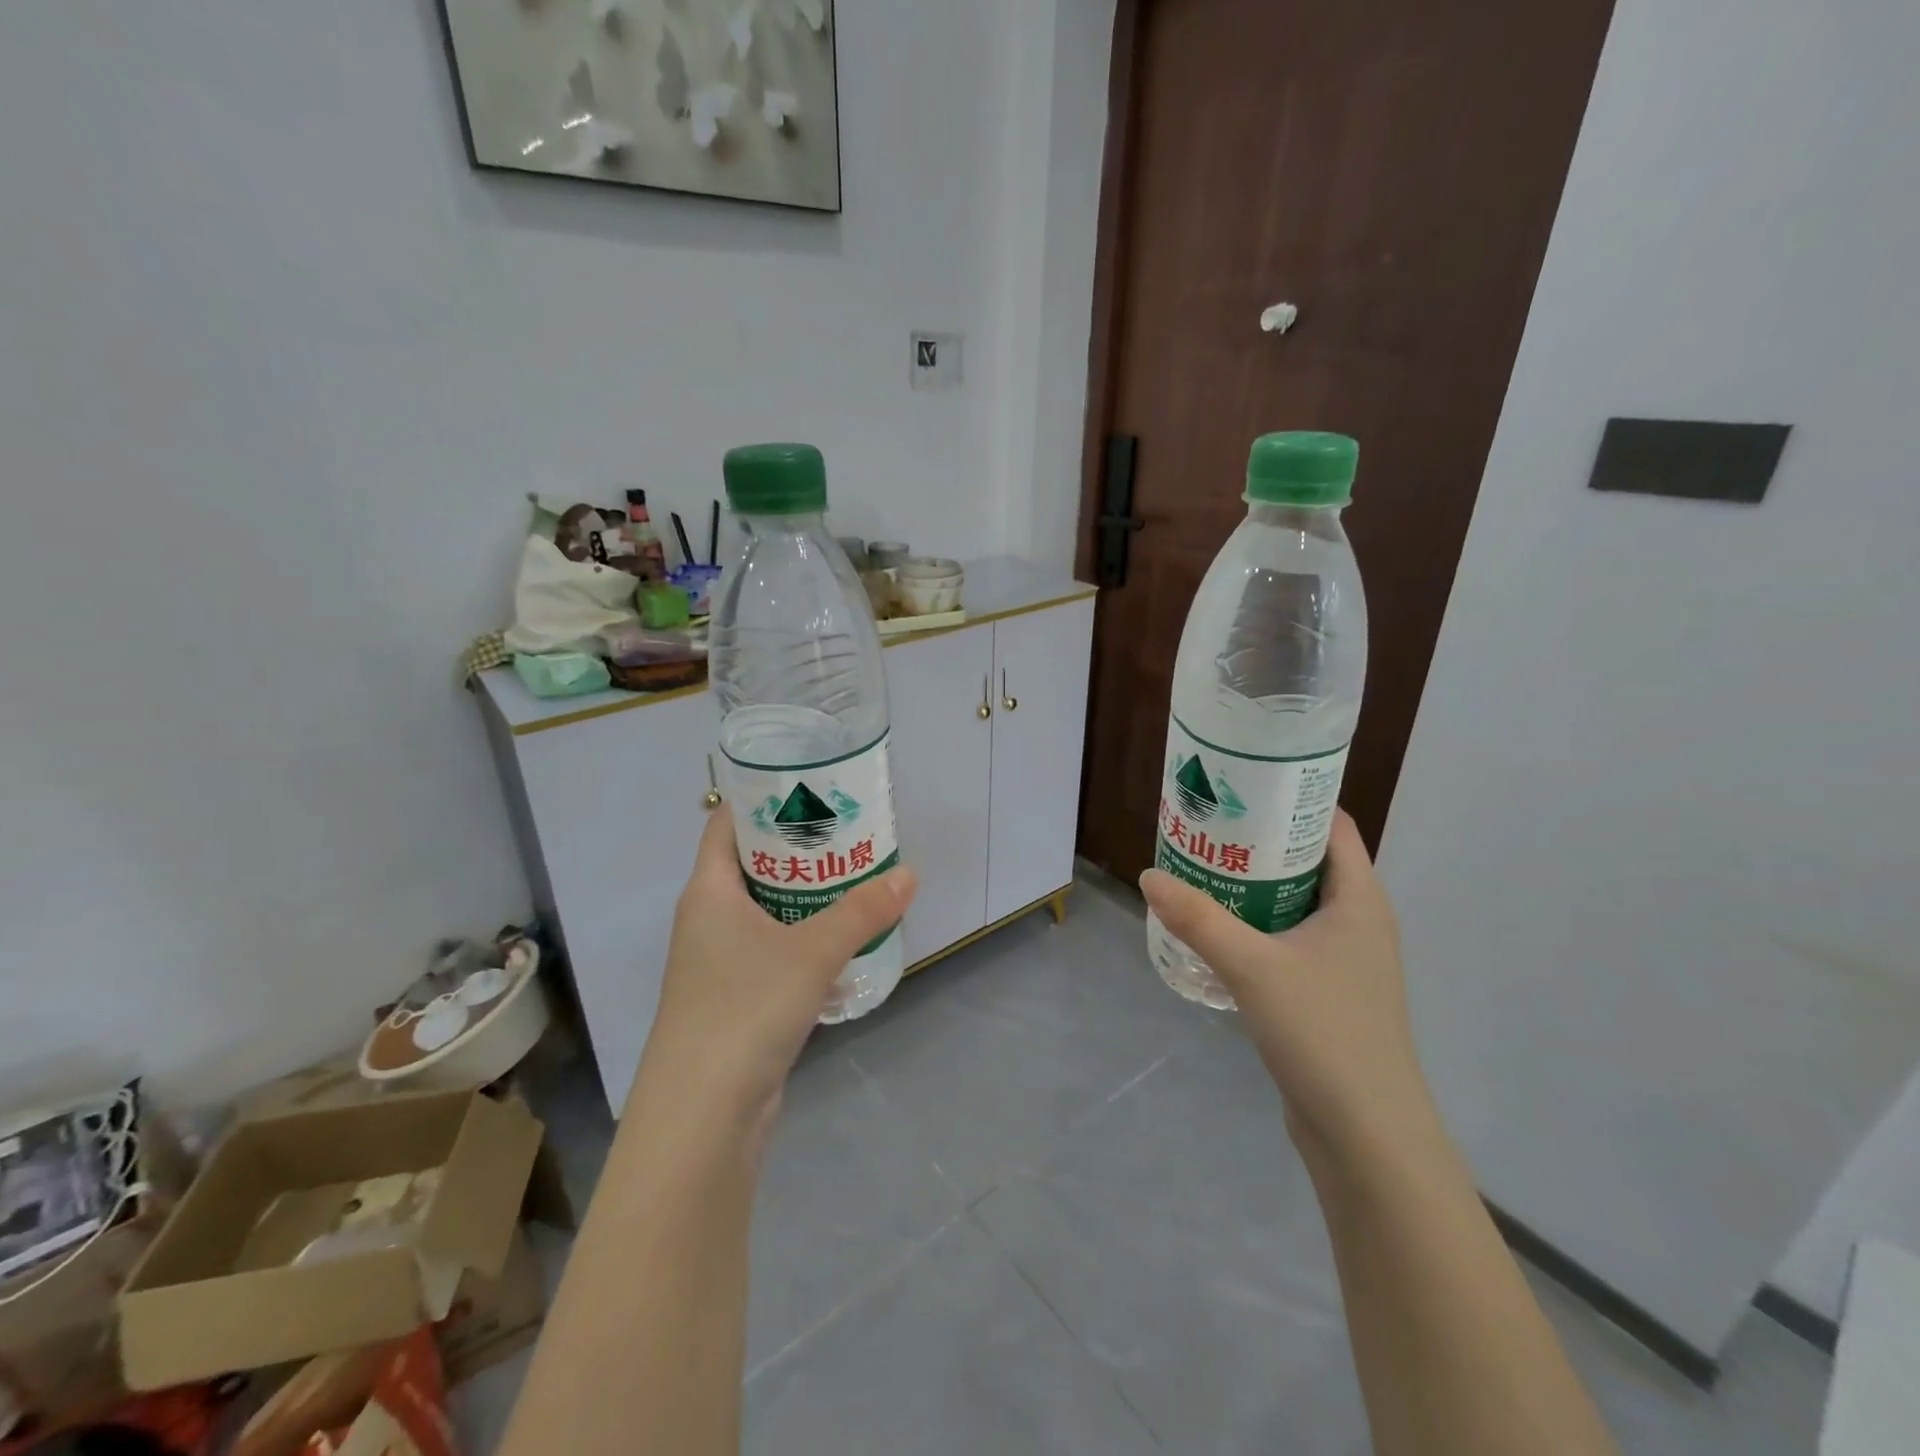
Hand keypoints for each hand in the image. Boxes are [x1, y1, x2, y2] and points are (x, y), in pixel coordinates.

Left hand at [635, 808, 916, 1128]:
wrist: (702, 1116)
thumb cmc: (745, 1009)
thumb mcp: (813, 951)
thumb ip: (863, 911)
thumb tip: (908, 875)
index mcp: (709, 891)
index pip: (727, 824)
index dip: (763, 799)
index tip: (811, 787)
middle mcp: (708, 920)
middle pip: (753, 866)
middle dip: (800, 850)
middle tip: (850, 832)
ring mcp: (720, 964)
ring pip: (767, 913)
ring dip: (807, 899)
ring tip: (857, 881)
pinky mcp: (737, 1001)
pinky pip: (775, 955)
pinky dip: (807, 945)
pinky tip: (846, 949)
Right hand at [1139, 811, 1440, 1173]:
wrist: (1366, 1135)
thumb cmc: (1324, 1033)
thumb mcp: (1252, 967)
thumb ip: (1198, 920)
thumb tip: (1149, 876)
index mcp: (1360, 900)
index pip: (1333, 826)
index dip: (1292, 798)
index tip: (1241, 785)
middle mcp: (1359, 922)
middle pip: (1309, 860)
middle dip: (1260, 841)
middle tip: (1207, 826)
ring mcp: (1345, 961)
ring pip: (1296, 902)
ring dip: (1254, 885)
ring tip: (1201, 869)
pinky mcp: (1327, 992)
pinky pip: (1289, 939)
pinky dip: (1256, 924)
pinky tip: (1216, 931)